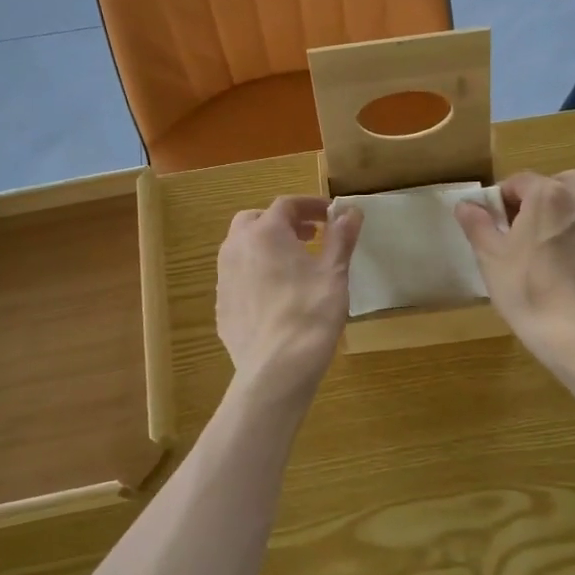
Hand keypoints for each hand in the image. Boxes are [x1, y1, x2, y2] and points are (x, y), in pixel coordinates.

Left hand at [216, 196, 362, 386]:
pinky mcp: (222, 306)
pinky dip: (256, 273)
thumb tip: (351, 211)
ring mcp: (224, 278)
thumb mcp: (334, 272)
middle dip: (282, 222)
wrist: (277, 368)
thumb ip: (341, 238)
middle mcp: (237, 248)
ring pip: (241, 248)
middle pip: (255, 220)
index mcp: (265, 233)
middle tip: (309, 236)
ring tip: (293, 264)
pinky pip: (238, 277)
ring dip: (266, 246)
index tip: (331, 216)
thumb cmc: (311, 313)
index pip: (286, 205)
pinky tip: (277, 295)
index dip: (310, 206)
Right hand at [454, 171, 574, 359]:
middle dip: (541, 199)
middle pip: (560, 185)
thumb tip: (466, 204)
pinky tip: (574, 274)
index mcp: (549, 196)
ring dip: (566, 219)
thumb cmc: (527, 290)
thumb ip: (477, 225)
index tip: (495, 223)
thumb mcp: (491, 258)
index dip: (502, 199)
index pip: (520, 181)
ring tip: (551, 252)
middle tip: (525, 230)